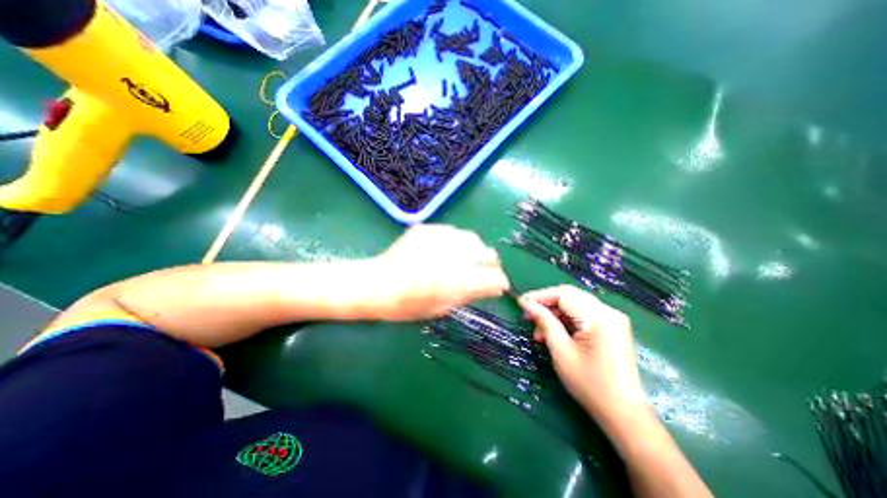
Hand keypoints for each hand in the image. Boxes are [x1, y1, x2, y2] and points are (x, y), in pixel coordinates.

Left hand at [367, 224, 508, 319]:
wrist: (378, 284)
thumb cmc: (409, 304)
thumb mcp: (443, 308)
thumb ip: (471, 295)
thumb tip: (491, 287)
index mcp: (462, 280)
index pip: (497, 278)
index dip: (499, 283)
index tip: (495, 286)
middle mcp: (458, 255)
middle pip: (489, 254)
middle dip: (488, 264)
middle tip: (478, 271)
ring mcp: (443, 237)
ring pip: (473, 239)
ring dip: (472, 251)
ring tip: (460, 259)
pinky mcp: (429, 228)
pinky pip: (452, 232)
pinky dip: (453, 242)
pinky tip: (440, 250)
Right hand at [521, 286, 646, 422]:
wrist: (623, 413)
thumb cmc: (589, 384)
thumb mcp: (561, 350)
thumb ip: (544, 321)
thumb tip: (526, 303)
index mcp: (599, 317)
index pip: (563, 294)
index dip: (540, 296)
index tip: (521, 303)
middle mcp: (609, 312)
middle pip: (570, 296)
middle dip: (546, 305)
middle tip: (528, 317)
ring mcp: (612, 319)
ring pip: (575, 305)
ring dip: (555, 314)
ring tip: (539, 332)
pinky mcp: (612, 327)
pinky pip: (583, 314)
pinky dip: (566, 321)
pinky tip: (554, 334)